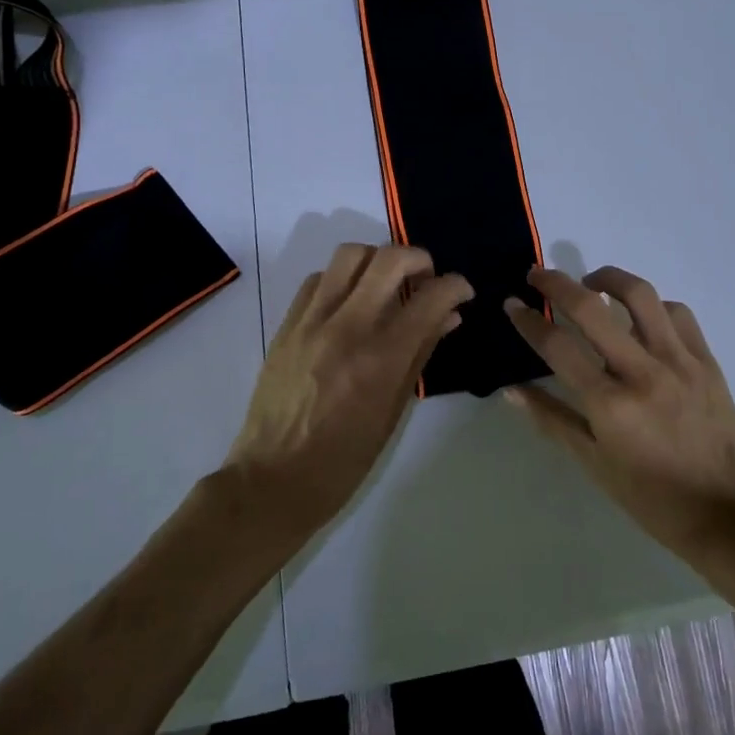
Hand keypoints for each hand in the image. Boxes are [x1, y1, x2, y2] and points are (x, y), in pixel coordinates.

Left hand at [224, 244, 471, 537]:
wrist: (272, 480)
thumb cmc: (344, 460)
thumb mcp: (393, 412)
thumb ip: (421, 354)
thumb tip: (448, 316)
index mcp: (381, 358)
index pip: (430, 296)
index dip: (456, 285)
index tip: (462, 291)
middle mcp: (347, 327)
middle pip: (390, 258)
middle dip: (420, 258)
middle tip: (426, 279)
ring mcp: (312, 321)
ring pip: (350, 255)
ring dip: (378, 260)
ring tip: (386, 284)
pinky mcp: (287, 324)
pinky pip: (317, 279)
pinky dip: (341, 279)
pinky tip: (349, 302)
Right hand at [504, 266, 734, 557]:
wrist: (728, 514)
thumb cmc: (652, 498)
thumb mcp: (594, 464)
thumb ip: (552, 419)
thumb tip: (511, 390)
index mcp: (609, 405)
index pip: (557, 346)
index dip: (528, 320)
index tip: (512, 303)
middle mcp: (642, 373)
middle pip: (591, 308)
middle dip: (556, 283)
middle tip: (538, 275)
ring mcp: (679, 361)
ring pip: (640, 295)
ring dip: (608, 278)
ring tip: (591, 282)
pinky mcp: (706, 360)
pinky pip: (677, 313)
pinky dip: (652, 305)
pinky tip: (640, 315)